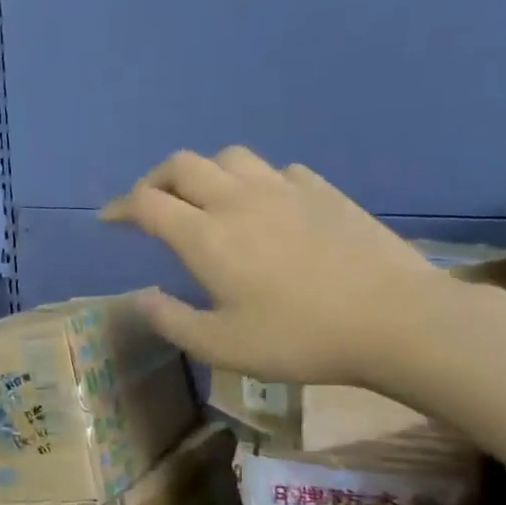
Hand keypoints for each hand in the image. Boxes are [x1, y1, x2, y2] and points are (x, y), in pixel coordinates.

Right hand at [98, 147, 446, 386]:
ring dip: (204, 172)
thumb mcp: (220, 347)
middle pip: (182, 165)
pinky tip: (264, 205)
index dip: (119, 207)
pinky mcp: (323, 191)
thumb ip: (171, 321)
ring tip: (204, 200)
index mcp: (206, 236)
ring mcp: (284, 189)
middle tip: (149, 206)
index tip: (109, 220)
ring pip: (229, 157)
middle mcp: (237, 200)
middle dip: (154, 180)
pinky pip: (277, 170)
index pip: (146, 203)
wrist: (396, 320)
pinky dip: (255, 181)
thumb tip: (142, 297)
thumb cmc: (298, 339)